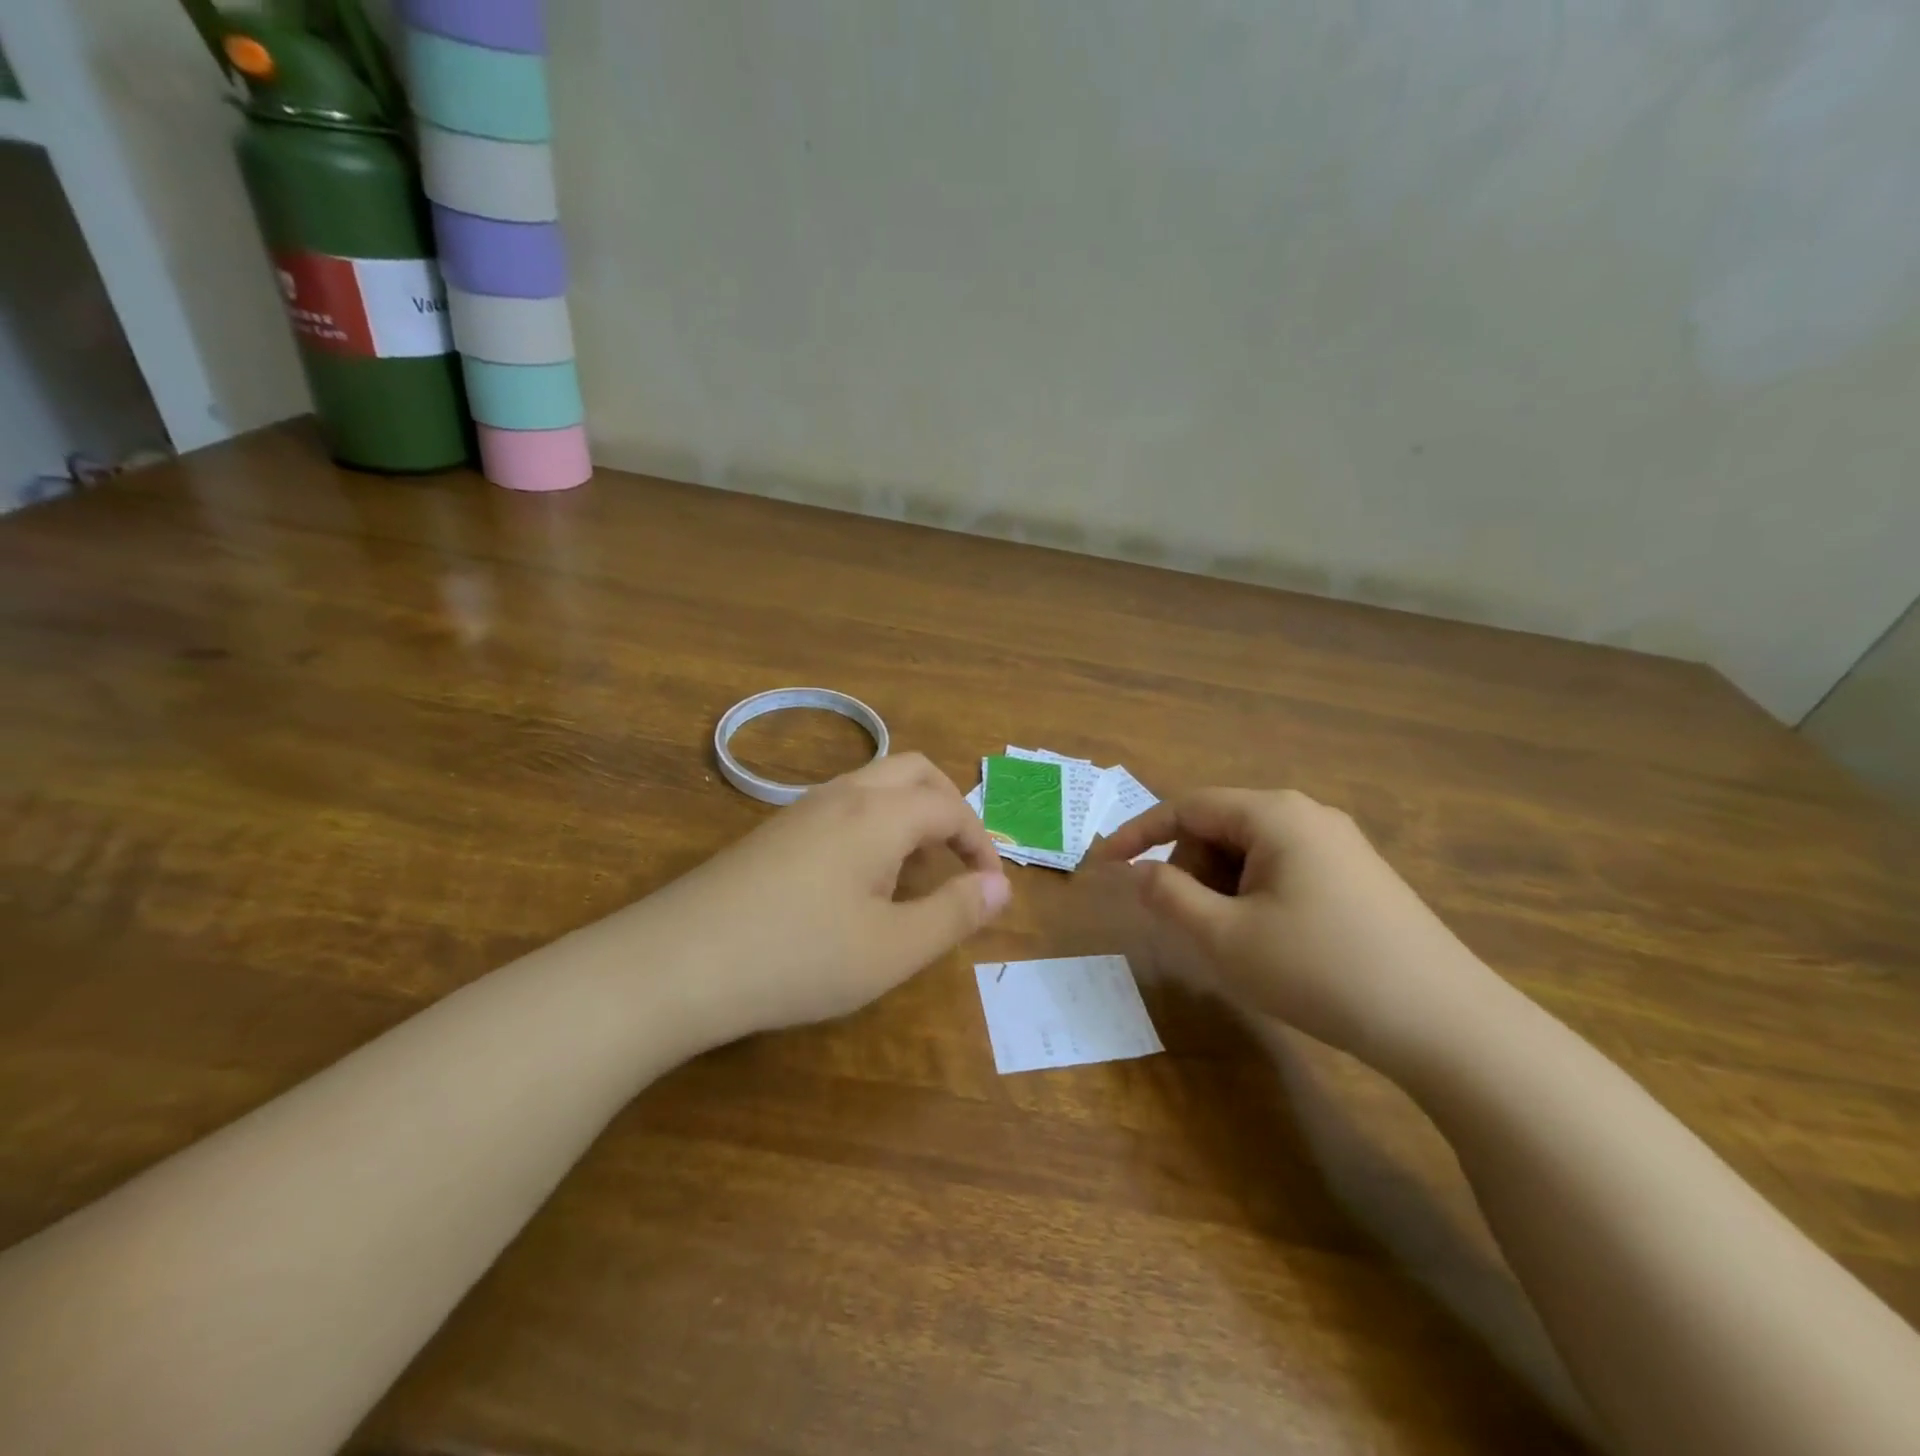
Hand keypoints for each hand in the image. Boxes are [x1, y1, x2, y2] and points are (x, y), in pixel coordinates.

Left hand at [659, 753, 1011, 1038]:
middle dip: (950, 808)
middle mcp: (843, 796)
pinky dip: (875, 826)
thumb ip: (954, 914)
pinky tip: (860, 882)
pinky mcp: (774, 832)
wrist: (676, 964)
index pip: (950, 808)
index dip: (982, 844)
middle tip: (960, 861)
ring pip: (875, 786)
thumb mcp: (892, 949)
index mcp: (879, 814)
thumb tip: (1001, 887)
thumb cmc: (798, 957)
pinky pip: (844, 807)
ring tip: (915, 874)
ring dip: (910, 815)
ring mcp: (801, 809)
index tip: (992, 889)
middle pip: (914, 773)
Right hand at [1095, 788, 1498, 1064]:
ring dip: (1221, 888)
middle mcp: (1308, 816)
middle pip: (1220, 827)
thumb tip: (1141, 873)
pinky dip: (1254, 897)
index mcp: (1274, 815)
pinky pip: (1283, 871)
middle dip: (1188, 869)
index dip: (1137, 834)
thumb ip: (1169, 896)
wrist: (1446, 1024)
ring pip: (1251, 852)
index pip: (1186, 806)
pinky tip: (1270, 943)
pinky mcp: (1359, 878)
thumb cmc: (1320, 969)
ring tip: (1231, 942)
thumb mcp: (1225, 937)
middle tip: (1187, 925)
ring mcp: (1340, 846)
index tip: (1102, 865)